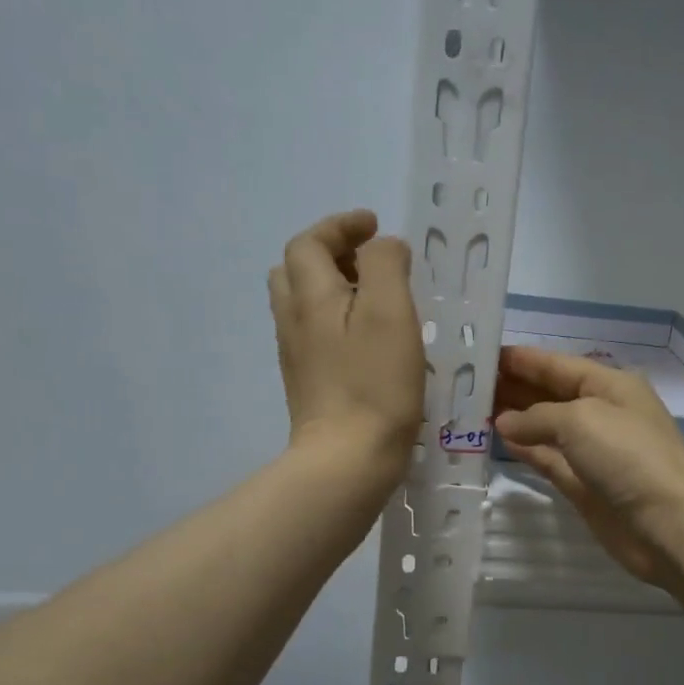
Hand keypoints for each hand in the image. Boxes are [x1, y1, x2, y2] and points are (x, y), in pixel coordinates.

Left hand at [269, 211, 423, 482]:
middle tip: (369, 262)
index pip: (310, 242)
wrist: (347, 459)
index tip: (373, 225)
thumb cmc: (374, 384)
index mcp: (310, 296)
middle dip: (330, 254)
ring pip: (303, 304)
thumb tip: (382, 247)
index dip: (340, 226)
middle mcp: (293, 320)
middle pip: (296, 270)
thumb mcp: (390, 312)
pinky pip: (314, 334)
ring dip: (333, 287)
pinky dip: (336, 319)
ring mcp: (297, 355)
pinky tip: (368, 340)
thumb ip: (385, 265)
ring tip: (374, 298)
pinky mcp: (308, 383)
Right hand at [493, 346, 683, 587]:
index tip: (482, 354)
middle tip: (466, 384)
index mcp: (610, 385)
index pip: (558, 364)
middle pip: (550, 394)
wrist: (668, 524)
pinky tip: (498, 441)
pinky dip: (525, 450)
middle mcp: (601, 413)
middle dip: (513, 386)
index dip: (522, 359)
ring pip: (545, 428)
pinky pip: (547, 459)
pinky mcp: (584, 485)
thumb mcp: (581, 419)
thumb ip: (536, 416)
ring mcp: (593, 451)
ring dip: (514, 419)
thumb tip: (504, 423)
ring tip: (472, 410)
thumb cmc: (628, 456)